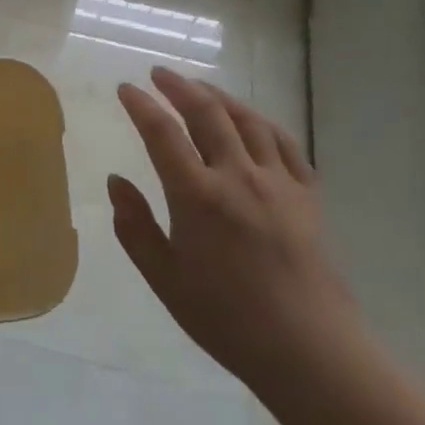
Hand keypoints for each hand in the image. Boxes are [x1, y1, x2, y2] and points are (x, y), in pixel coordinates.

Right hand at [110, 68, 356, 397]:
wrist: (309, 350)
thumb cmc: (226, 319)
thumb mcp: (165, 279)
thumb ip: (135, 226)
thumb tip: (116, 181)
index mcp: (198, 197)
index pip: (163, 134)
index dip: (141, 106)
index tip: (126, 88)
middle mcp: (238, 177)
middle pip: (207, 113)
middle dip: (179, 87)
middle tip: (159, 74)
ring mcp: (278, 182)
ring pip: (247, 120)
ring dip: (219, 97)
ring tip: (199, 88)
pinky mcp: (307, 195)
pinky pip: (285, 143)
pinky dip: (262, 122)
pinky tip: (252, 120)